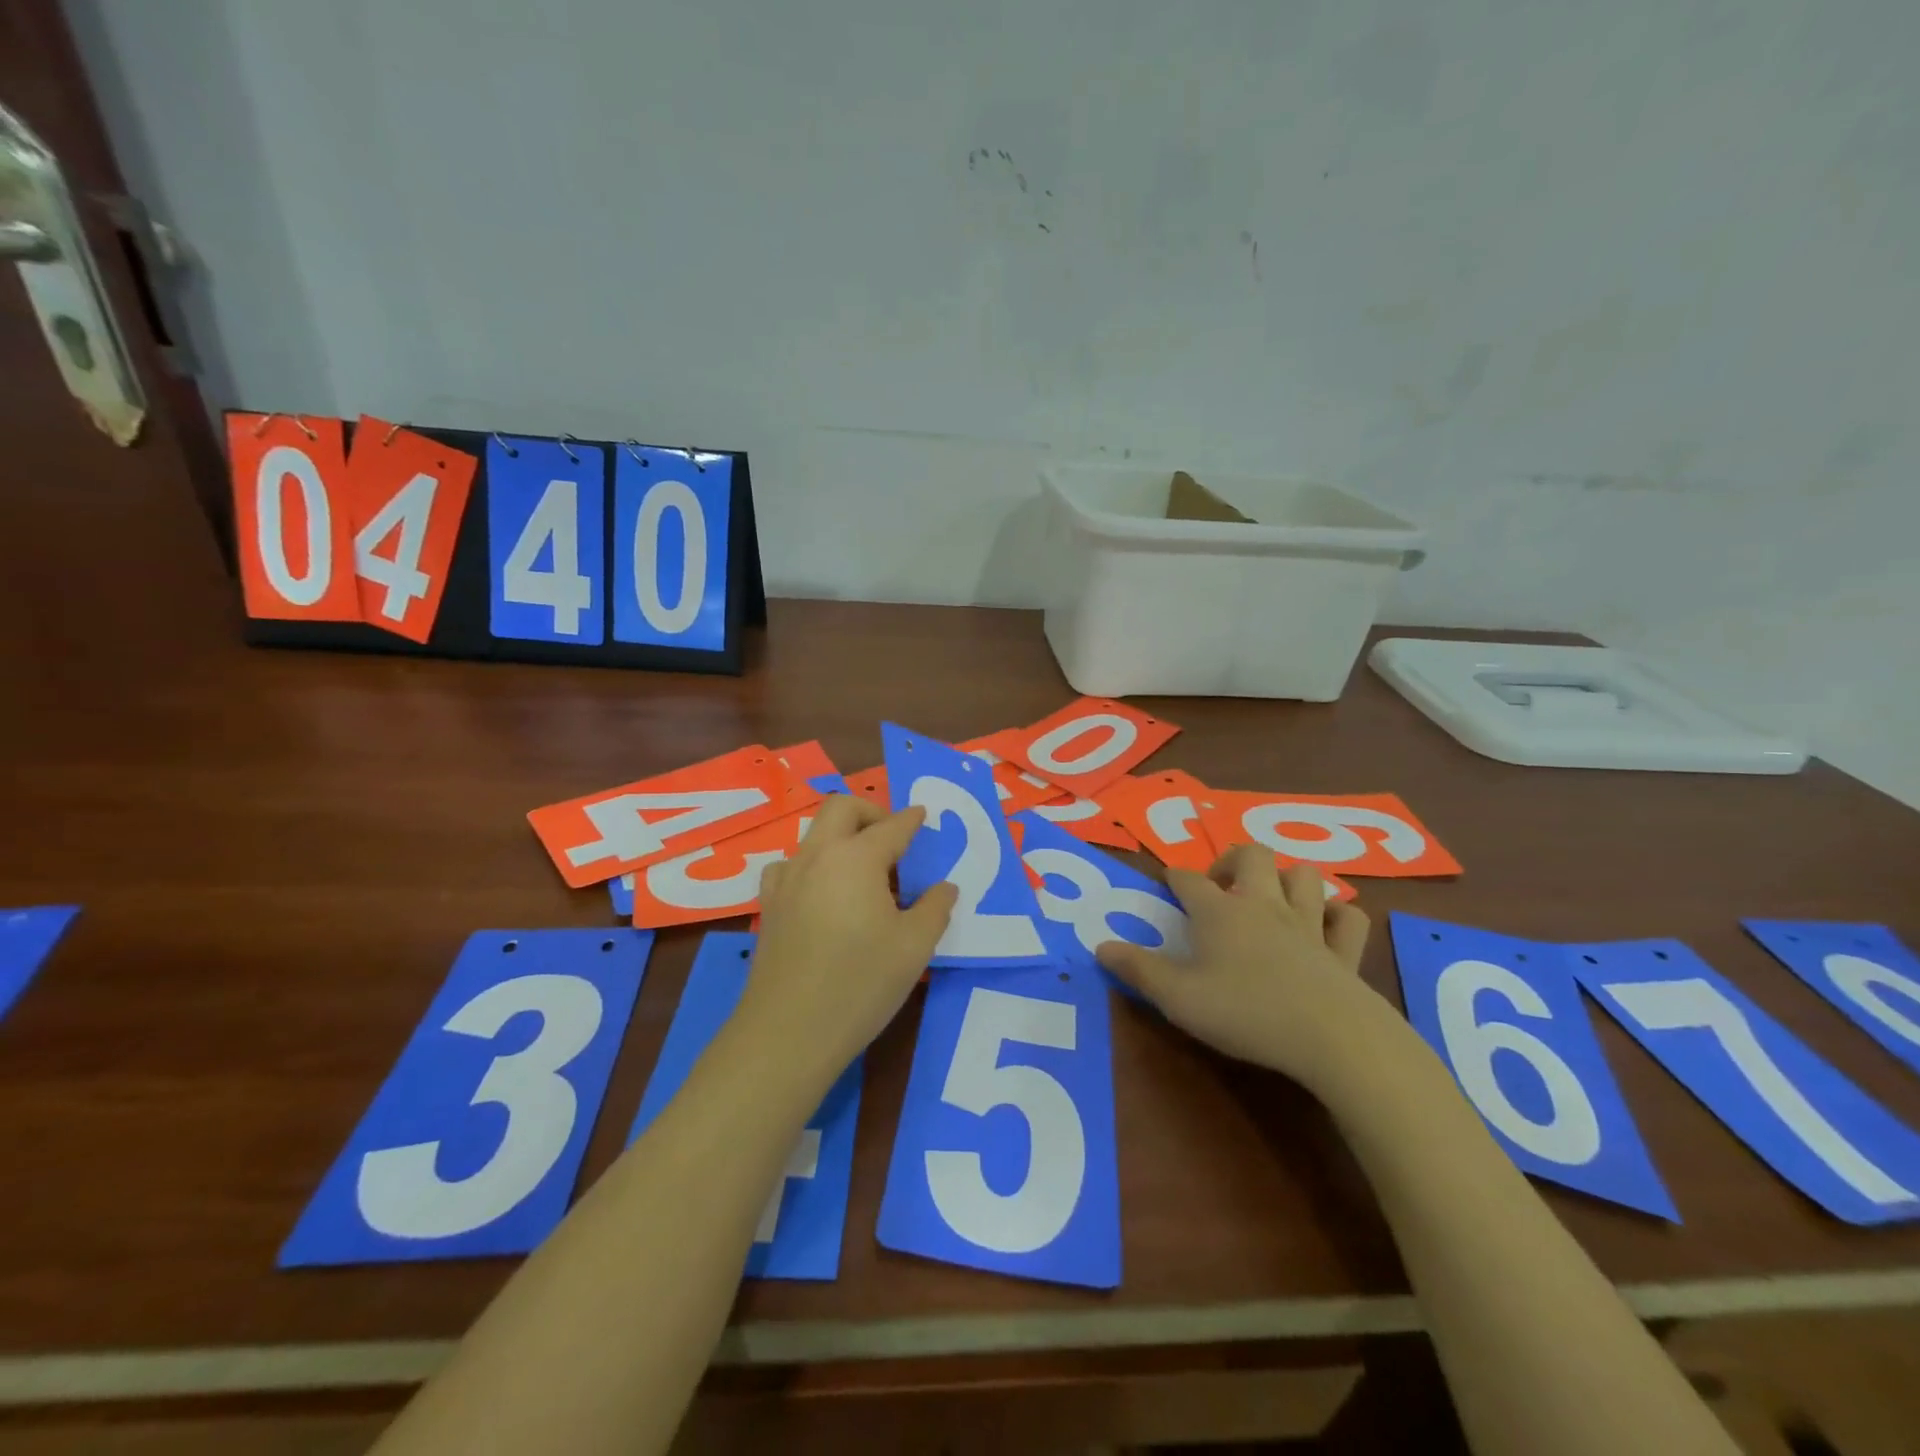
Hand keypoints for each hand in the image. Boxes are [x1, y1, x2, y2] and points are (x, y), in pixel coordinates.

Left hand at [735, 795, 956, 1084]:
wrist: (788, 1031)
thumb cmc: (861, 983)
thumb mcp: (914, 947)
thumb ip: (935, 909)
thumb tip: (944, 887)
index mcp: (856, 859)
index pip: (891, 826)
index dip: (911, 819)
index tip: (923, 815)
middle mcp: (818, 856)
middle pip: (841, 808)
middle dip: (871, 811)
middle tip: (893, 837)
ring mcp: (787, 879)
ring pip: (813, 834)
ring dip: (841, 837)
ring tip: (863, 870)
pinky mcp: (769, 905)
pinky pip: (790, 866)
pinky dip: (812, 865)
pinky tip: (823, 893)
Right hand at [1096, 845, 1383, 1091]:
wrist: (1331, 1037)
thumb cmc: (1245, 1012)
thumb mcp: (1177, 997)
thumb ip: (1138, 970)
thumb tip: (1100, 946)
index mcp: (1219, 912)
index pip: (1189, 879)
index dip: (1175, 877)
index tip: (1168, 884)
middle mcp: (1263, 905)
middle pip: (1252, 855)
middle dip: (1234, 860)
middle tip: (1221, 886)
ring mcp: (1309, 925)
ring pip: (1304, 876)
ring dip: (1287, 879)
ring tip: (1272, 899)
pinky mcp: (1344, 951)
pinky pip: (1348, 918)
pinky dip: (1337, 915)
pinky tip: (1325, 926)